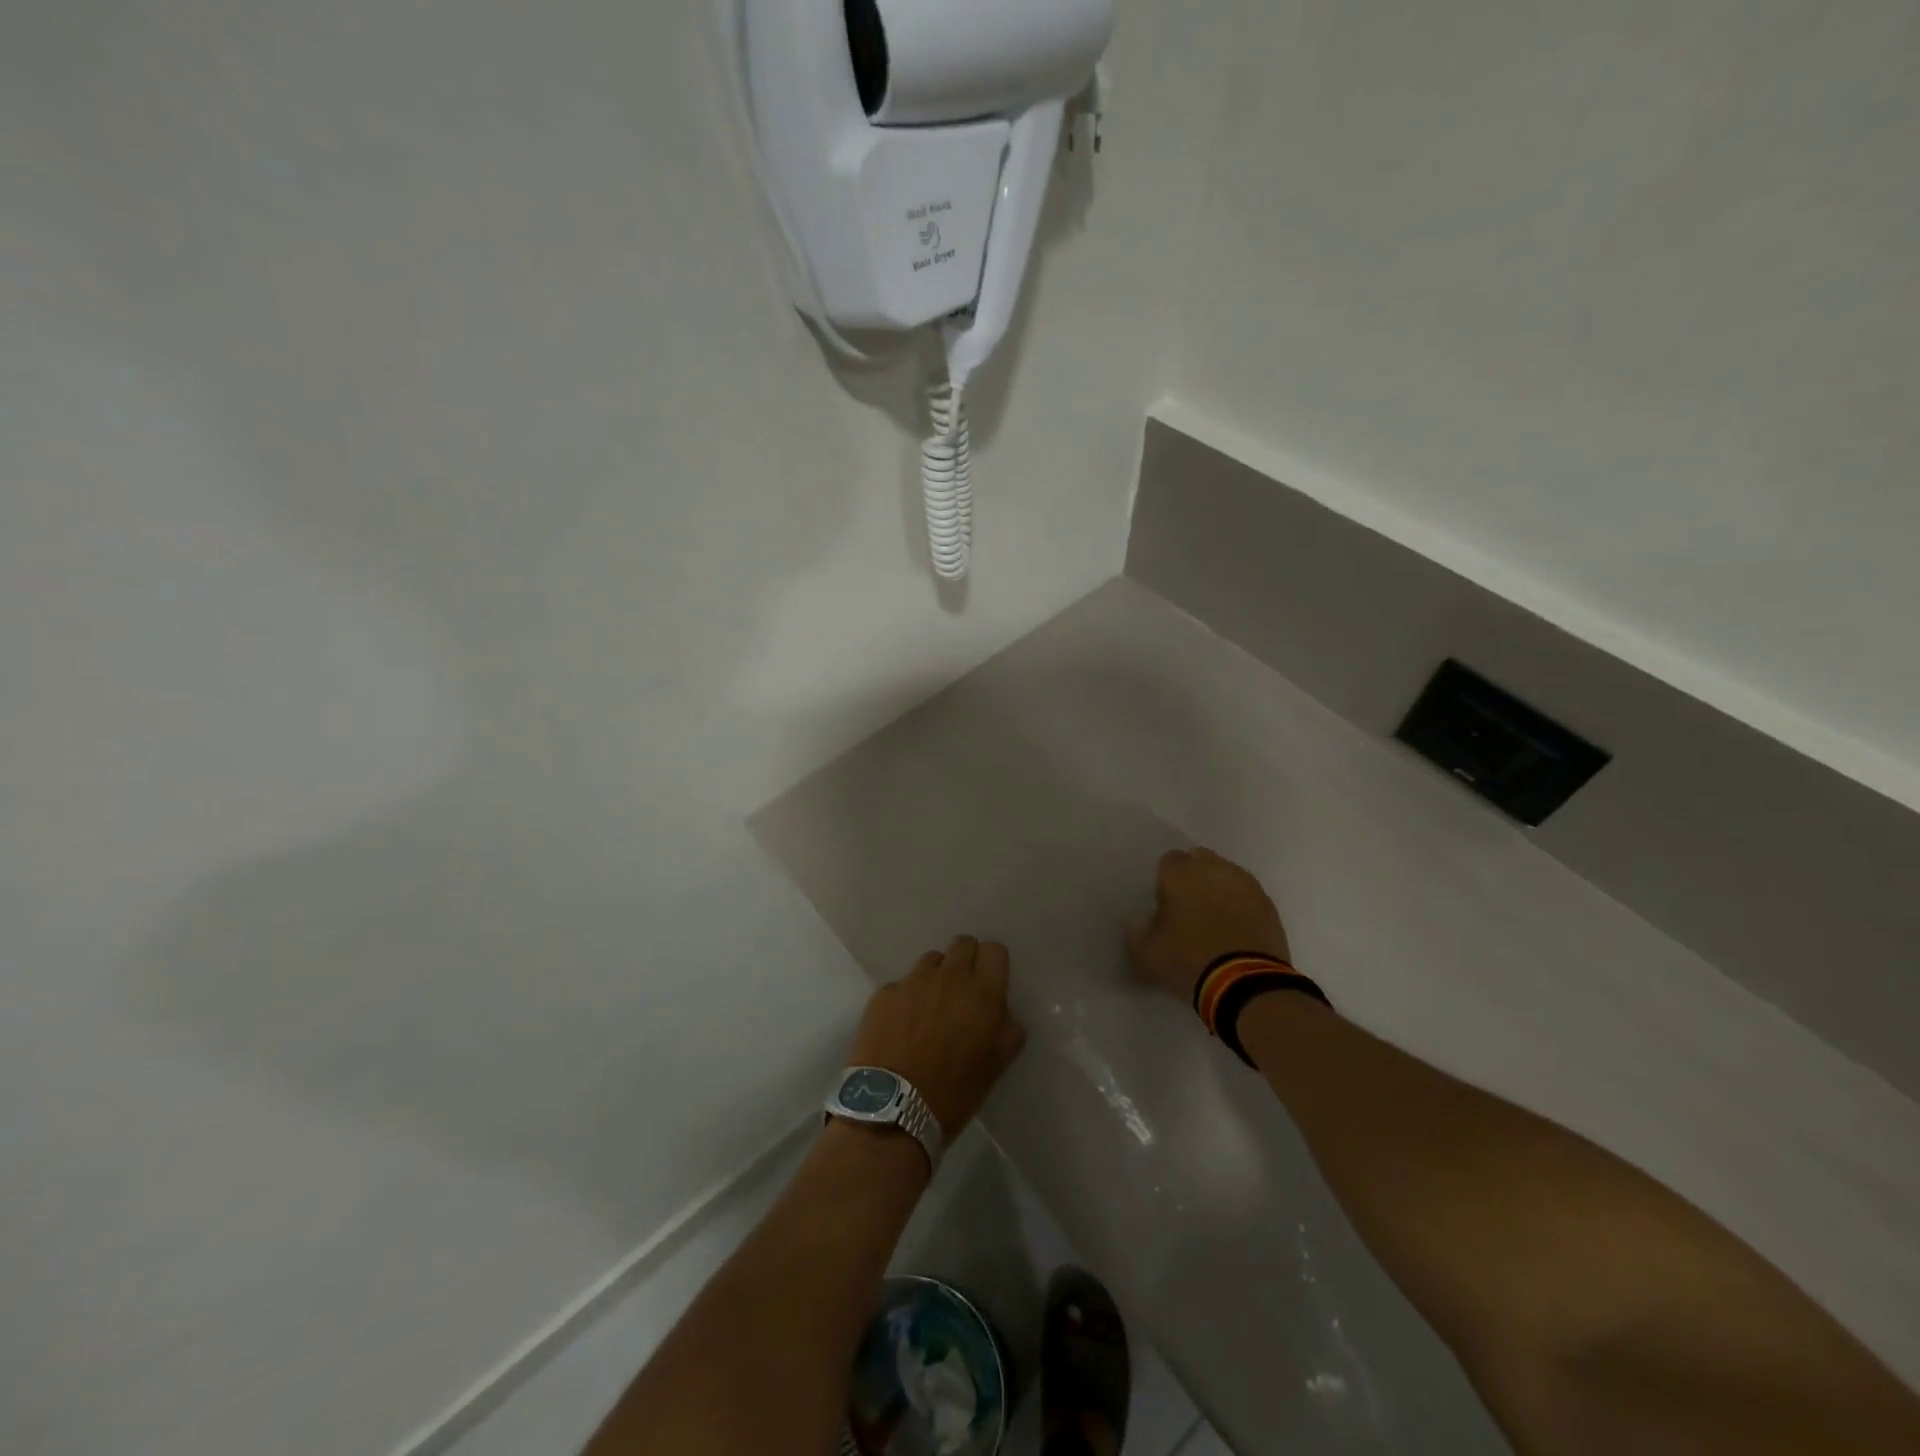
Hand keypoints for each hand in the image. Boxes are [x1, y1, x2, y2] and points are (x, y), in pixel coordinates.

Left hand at [845, 936, 1026, 1137]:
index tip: (989, 982)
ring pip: (931, 961)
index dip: (992, 964)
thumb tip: (1001, 1013)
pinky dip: (905, 999)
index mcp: (983, 993)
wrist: (892, 1109)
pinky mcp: (884, 993)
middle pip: (962, 944)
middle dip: (965, 962)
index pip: (995, 950)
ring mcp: (913, 981)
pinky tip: (901, 1026)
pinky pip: (902, 984)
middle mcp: (950, 977)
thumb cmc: (954, 1093)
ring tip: (929, 1008)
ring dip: (935, 977)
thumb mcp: (997, 1065)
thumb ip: (1006, 1029)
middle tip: (961, 992)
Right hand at [1127, 847, 1292, 1001]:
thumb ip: (1137, 933)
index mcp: (1180, 874)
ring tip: (1215, 919)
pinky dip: (1241, 905)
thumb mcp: (1147, 954)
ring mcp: (1246, 884)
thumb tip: (1137, 924)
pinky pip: (1248, 895)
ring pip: (1227, 875)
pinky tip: (1236, 929)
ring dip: (1219, 889)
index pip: (1168, 861)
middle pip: (1200, 860)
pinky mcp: (1268, 904)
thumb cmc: (1188, 961)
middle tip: (1189, 908)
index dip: (1165, 880)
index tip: (1165, 903)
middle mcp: (1214, 869)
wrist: (1246, 985)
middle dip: (1194, 877)